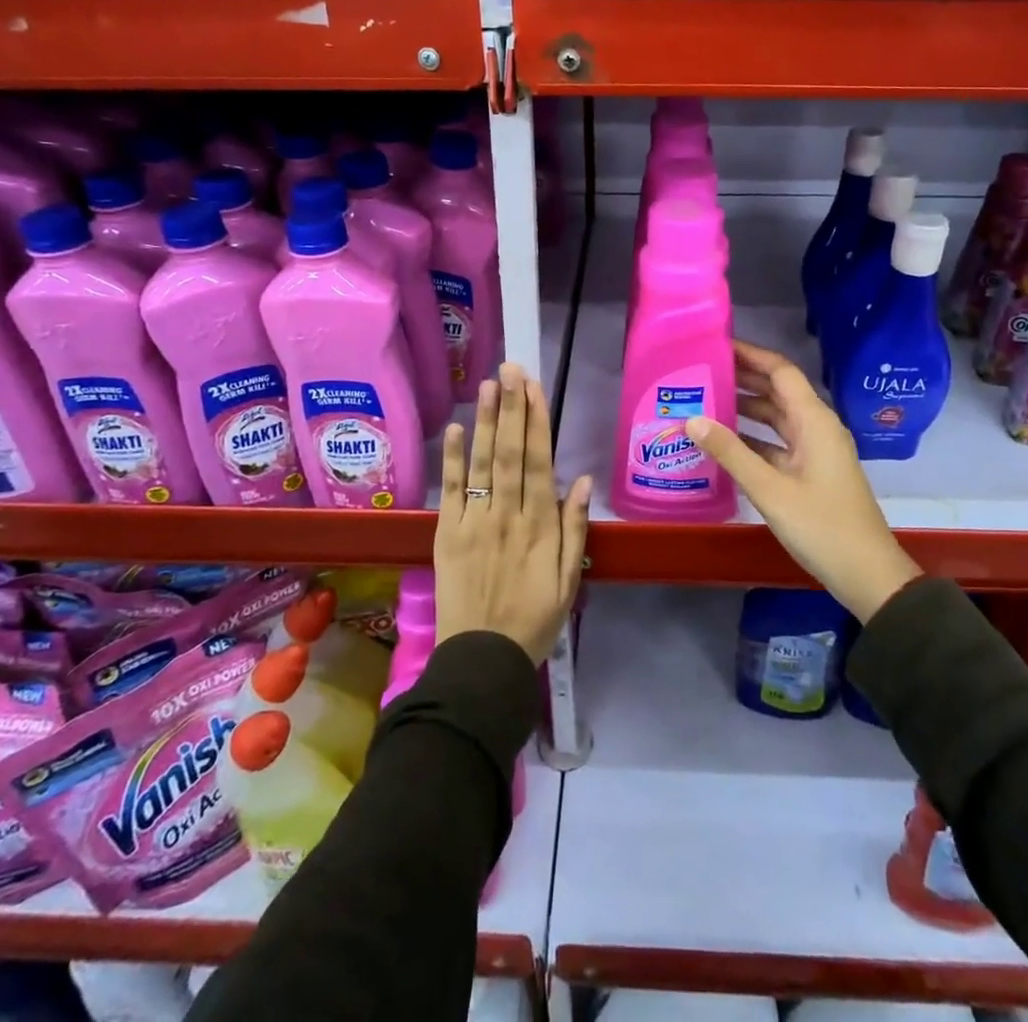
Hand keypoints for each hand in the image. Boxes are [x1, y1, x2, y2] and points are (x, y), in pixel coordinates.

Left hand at [434, 362, 592, 662]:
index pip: (538, 461)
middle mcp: (507, 515)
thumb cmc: (533, 620)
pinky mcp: (447, 534)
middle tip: (510, 369)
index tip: (534, 388)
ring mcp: (474, 522)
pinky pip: (450, 491)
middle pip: (509, 452)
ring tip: (487, 385)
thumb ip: (574, 529)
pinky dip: (452, 459)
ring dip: (484, 421)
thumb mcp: (568, 581)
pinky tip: (454, 429)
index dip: (536, 422)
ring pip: (481, 463)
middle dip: (511, 407)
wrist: (482, 659)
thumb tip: (580, 481)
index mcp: (540, 525)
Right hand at [686, 341, 921, 621]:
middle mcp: (816, 427)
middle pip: (777, 391)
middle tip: (701, 370)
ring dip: (745, 408)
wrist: (867, 574)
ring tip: (704, 399)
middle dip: (743, 378)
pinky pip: (777, 443)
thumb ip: (730, 452)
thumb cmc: (822, 526)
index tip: (716, 345)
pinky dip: (752, 437)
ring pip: (776, 418)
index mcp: (814, 420)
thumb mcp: (770, 489)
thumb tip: (691, 419)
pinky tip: (722, 441)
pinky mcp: (810, 472)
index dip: (751, 354)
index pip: (781, 371)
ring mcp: (815, 450)